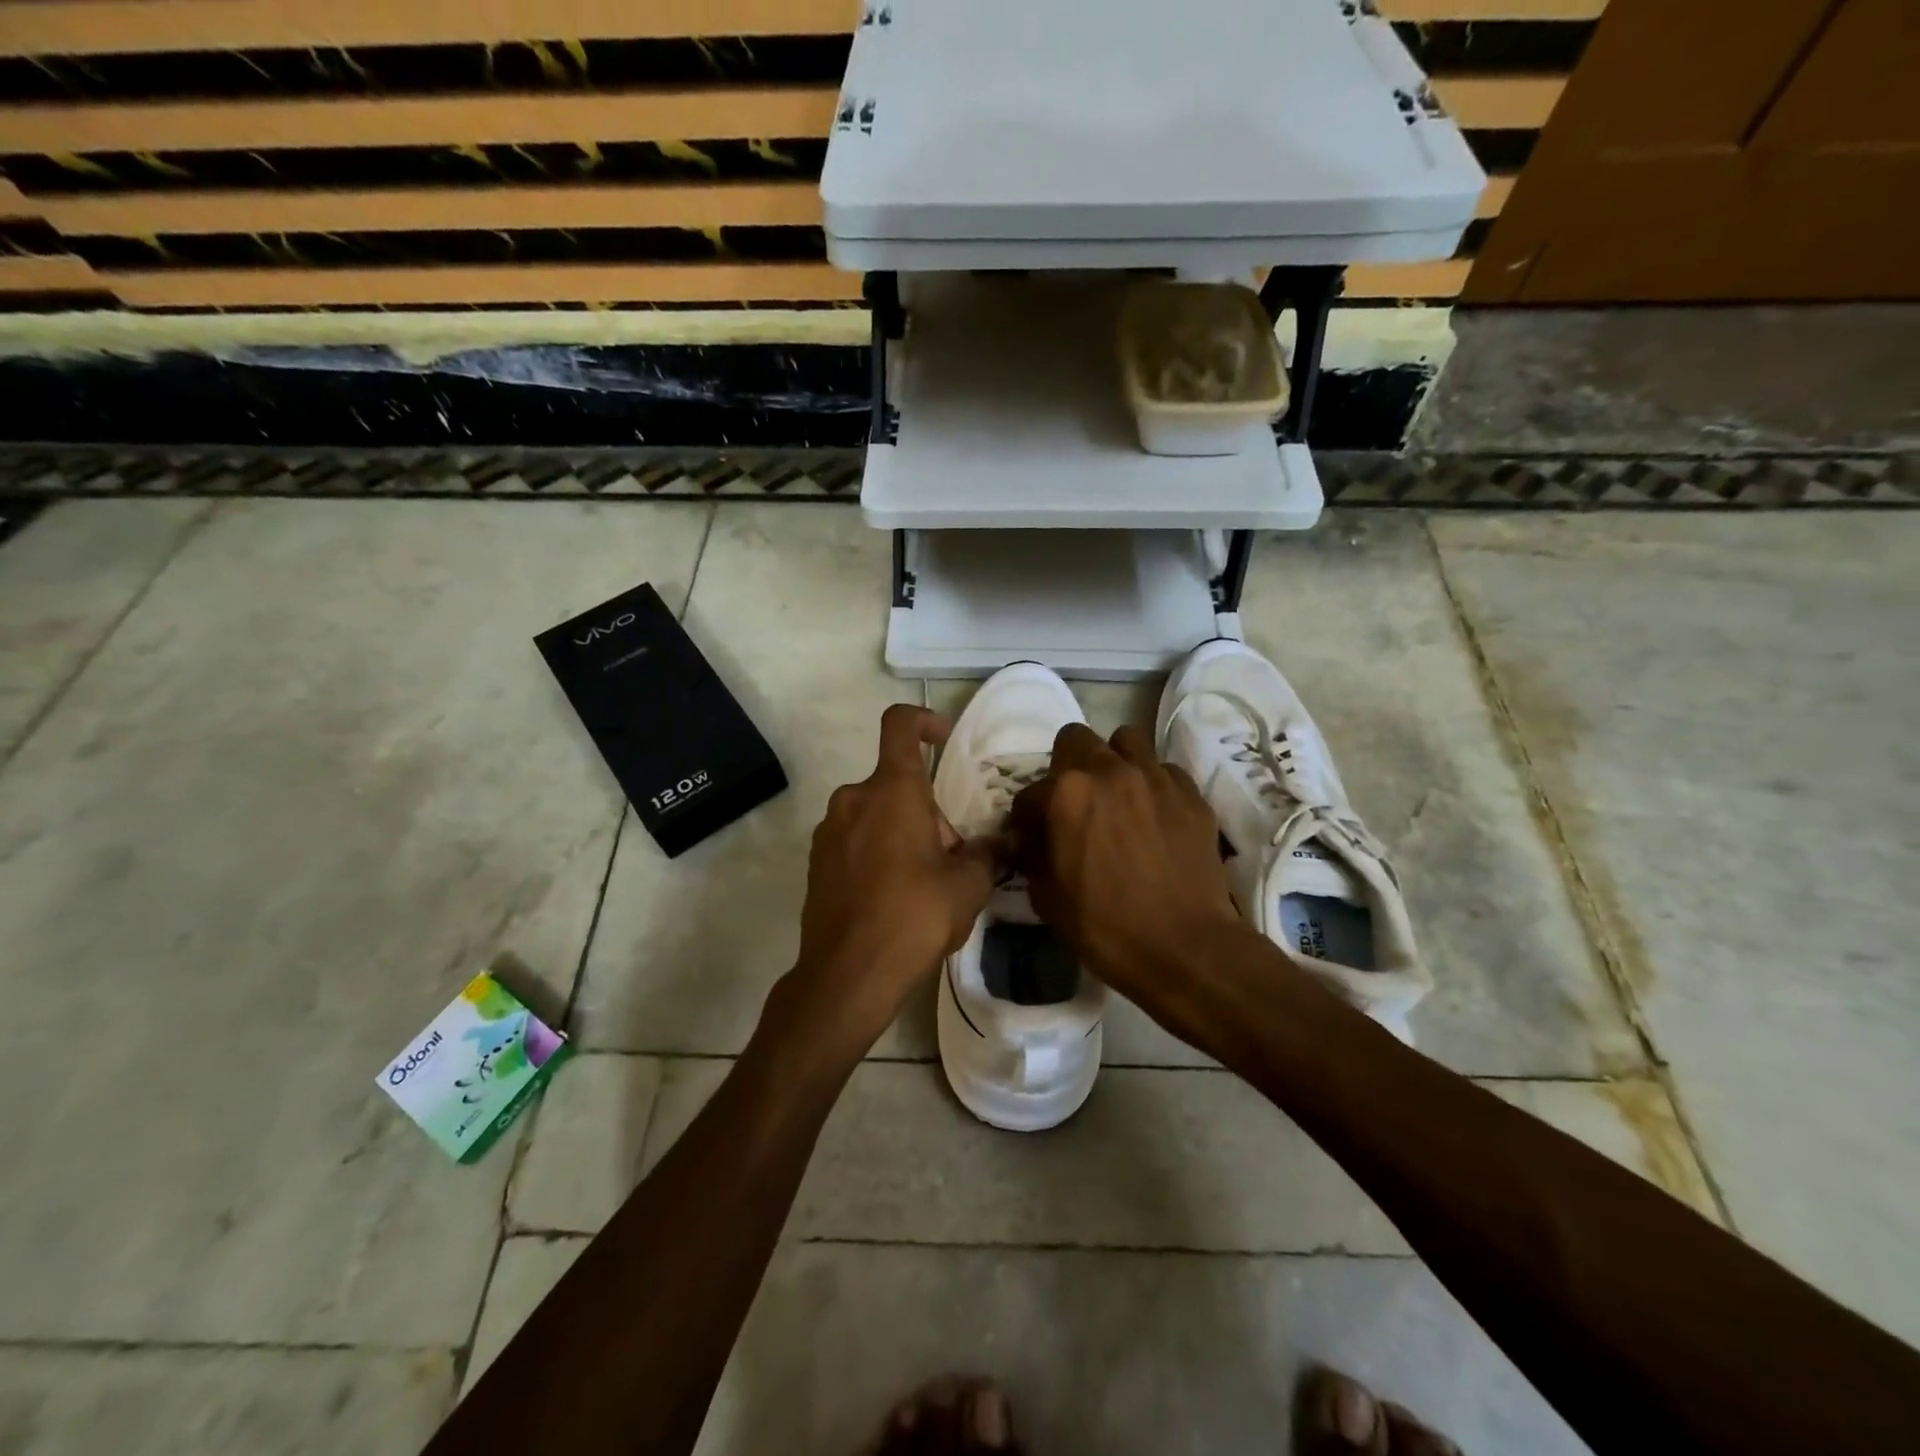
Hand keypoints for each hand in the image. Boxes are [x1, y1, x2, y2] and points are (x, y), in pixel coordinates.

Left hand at [788, 704, 997, 1051]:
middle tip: (952, 858)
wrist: (848, 974)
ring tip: (925, 884)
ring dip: (903, 834)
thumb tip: (1005, 842)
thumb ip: (988, 854)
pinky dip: (877, 854)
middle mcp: (853, 799)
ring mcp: (829, 831)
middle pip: (896, 785)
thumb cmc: (914, 915)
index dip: (923, 720)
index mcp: (892, 790)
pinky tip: (894, 899)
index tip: (944, 739)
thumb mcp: (967, 885)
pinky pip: (855, 841)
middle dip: (928, 811)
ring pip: (875, 814)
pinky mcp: (817, 863)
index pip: (900, 725)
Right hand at [1009, 723, 1248, 1039]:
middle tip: (1074, 802)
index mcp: (1067, 792)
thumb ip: (1033, 855)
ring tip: (1116, 794)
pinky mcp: (1192, 794)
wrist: (1184, 948)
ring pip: (1127, 740)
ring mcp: (1156, 777)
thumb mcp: (1047, 896)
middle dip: (1067, 765)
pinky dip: (1153, 786)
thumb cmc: (1104, 926)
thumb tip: (1029, 841)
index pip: (1030, 791)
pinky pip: (1165, 771)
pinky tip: (1154, 816)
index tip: (1032, 836)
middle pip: (1077, 739)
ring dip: (1114, 760)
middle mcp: (1110, 771)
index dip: (1027, 817)